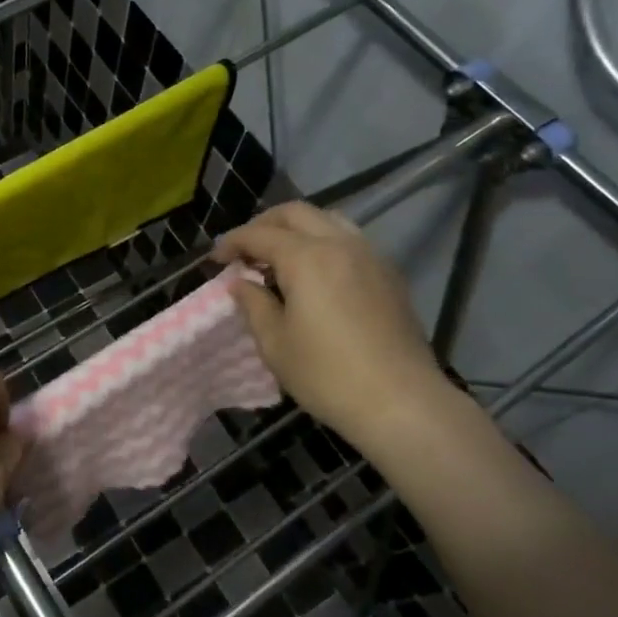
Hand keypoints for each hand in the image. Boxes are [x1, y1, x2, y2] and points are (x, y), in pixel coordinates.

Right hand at [213, 202, 457, 450]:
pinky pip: (349, 240)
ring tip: (279, 257)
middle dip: (264, 224)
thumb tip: (241, 283)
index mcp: (307, 258)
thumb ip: (253, 304)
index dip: (232, 242)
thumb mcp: (275, 344)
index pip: (259, 234)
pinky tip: (314, 274)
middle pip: (295, 213)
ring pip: (327, 220)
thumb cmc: (328, 375)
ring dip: (296, 229)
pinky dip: (323, 242)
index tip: (215, 259)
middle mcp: (340, 244)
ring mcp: (370, 256)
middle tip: (245, 250)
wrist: (401, 403)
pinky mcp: (389, 275)